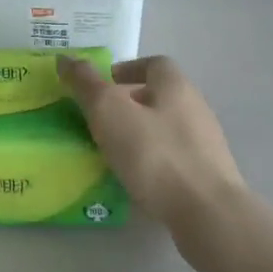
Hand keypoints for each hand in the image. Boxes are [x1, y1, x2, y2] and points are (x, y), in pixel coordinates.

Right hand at [57, 55, 245, 226]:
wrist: (207, 213)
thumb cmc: (155, 154)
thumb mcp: (110, 112)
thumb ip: (86, 84)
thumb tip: (65, 59)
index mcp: (176, 86)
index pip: (152, 64)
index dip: (125, 70)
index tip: (101, 87)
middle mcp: (195, 108)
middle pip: (159, 96)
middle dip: (128, 104)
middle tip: (98, 120)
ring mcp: (204, 144)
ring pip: (164, 128)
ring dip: (139, 134)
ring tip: (110, 152)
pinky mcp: (206, 175)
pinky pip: (172, 159)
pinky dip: (151, 162)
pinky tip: (134, 179)